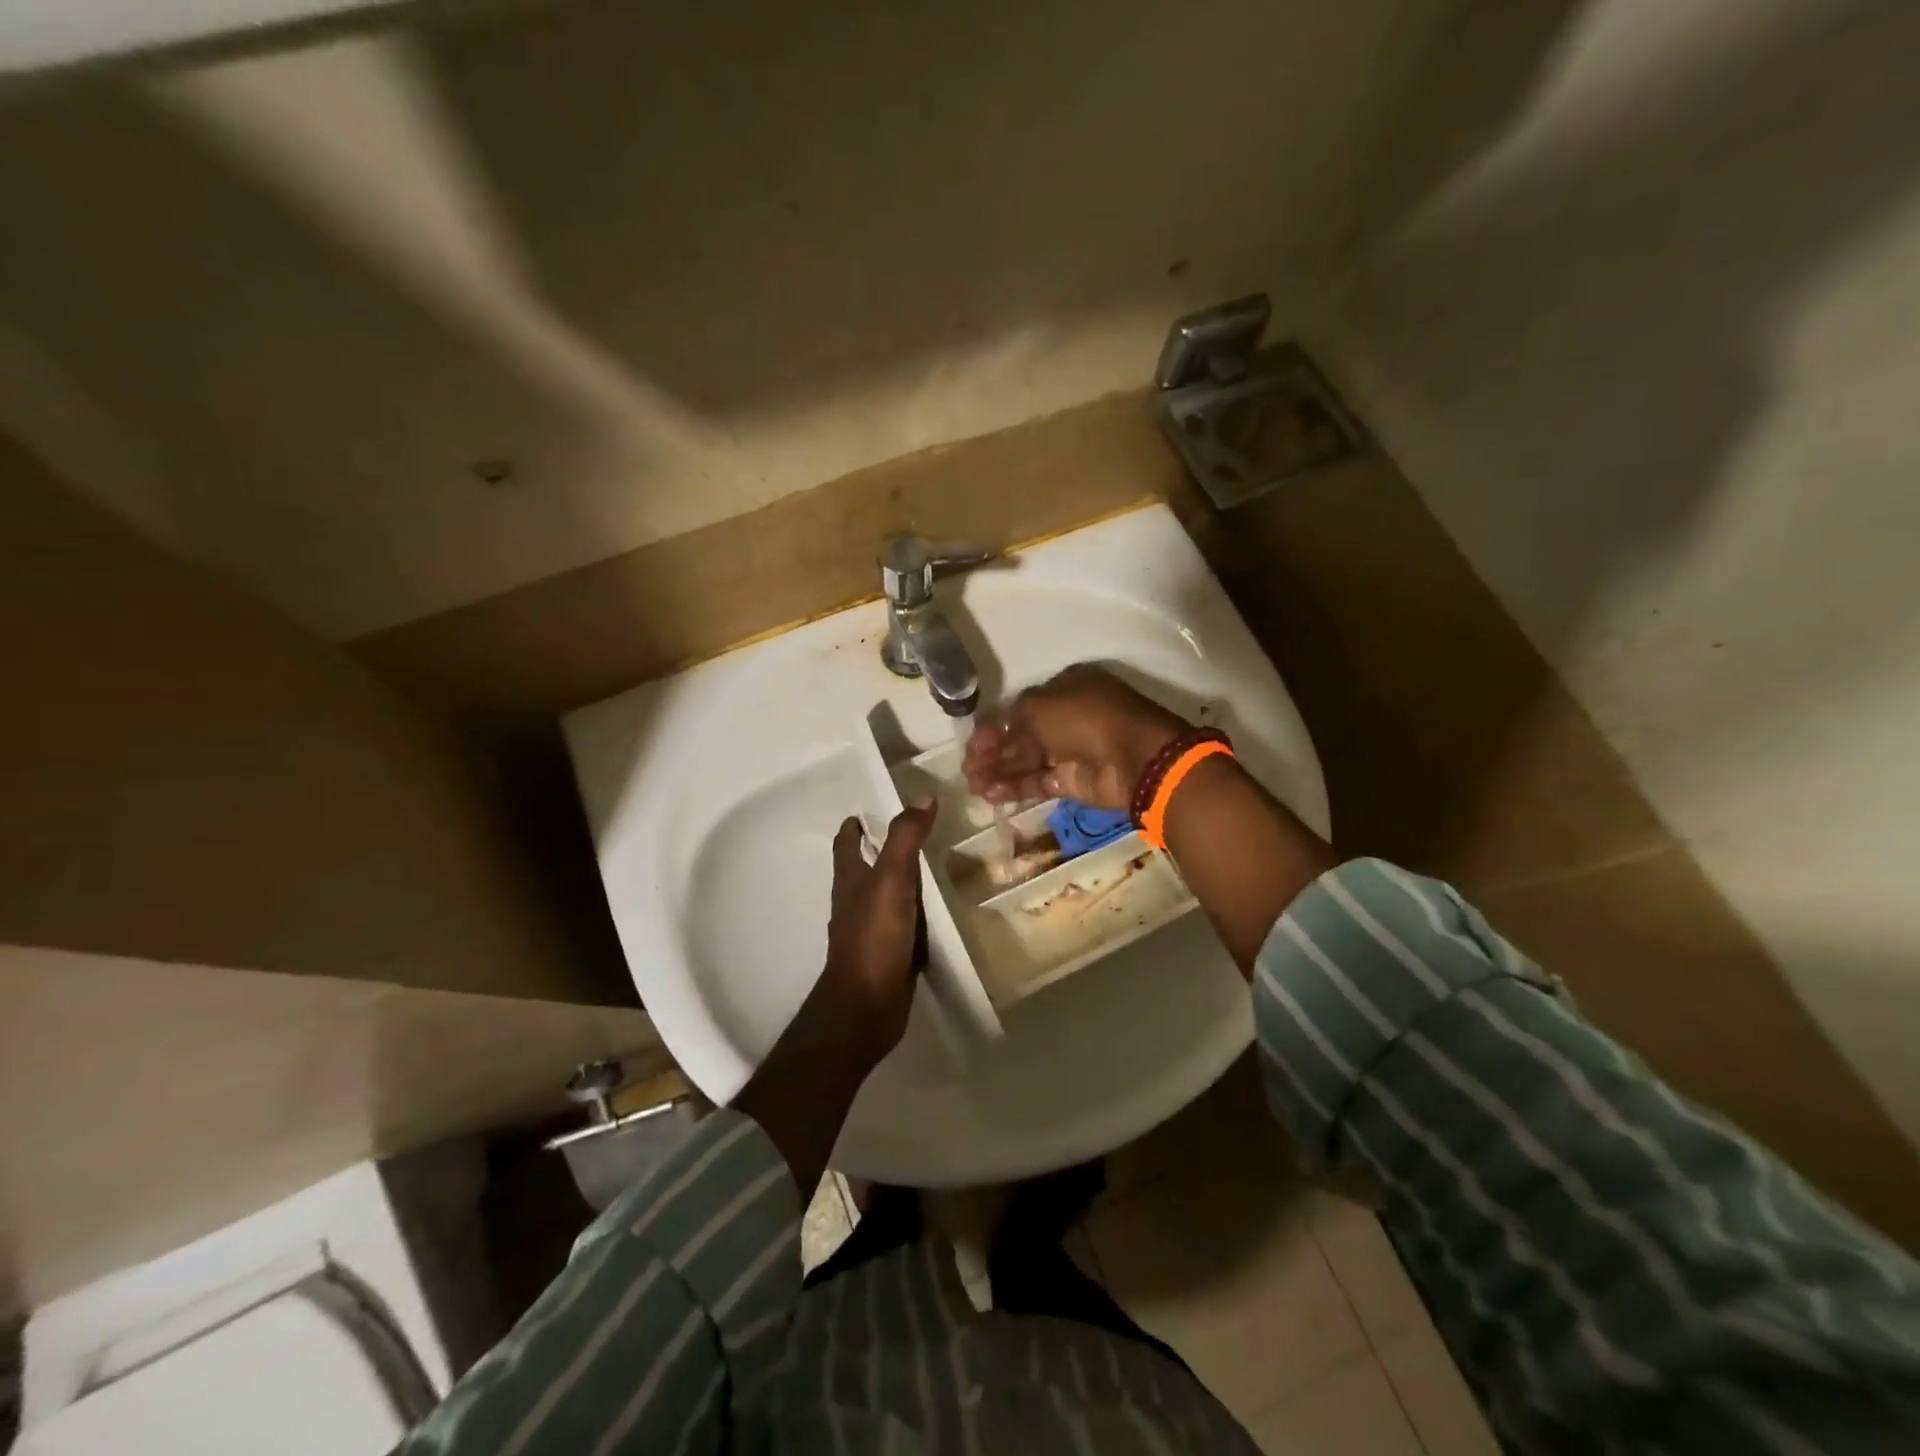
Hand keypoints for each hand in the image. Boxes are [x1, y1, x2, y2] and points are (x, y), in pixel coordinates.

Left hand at [819, 802, 936, 1067]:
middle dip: (880, 850)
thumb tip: (923, 796)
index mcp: (850, 880)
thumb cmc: (873, 937)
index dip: (853, 826)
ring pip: (885, 897)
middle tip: (912, 833)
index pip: (847, 844)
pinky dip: (915, 913)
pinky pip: (903, 925)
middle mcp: (856, 902)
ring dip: (901, 882)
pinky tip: (936, 913)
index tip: (866, 812)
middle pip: (863, 869)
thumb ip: (905, 838)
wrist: (866, 1006)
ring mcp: (871, 930)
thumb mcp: (891, 879)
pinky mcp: (888, 954)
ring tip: (930, 867)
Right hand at [963, 664, 1188, 811]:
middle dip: (992, 751)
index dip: (995, 725)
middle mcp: (1066, 717)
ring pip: (1026, 760)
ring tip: (972, 785)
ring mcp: (1070, 751)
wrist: (1133, 758)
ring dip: (998, 771)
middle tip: (967, 767)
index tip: (973, 742)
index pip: (1021, 707)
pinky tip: (990, 793)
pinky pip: (1037, 782)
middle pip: (1020, 736)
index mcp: (1064, 688)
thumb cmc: (1085, 718)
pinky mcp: (1073, 781)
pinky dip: (1014, 787)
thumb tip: (997, 732)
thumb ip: (1013, 718)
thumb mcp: (1040, 705)